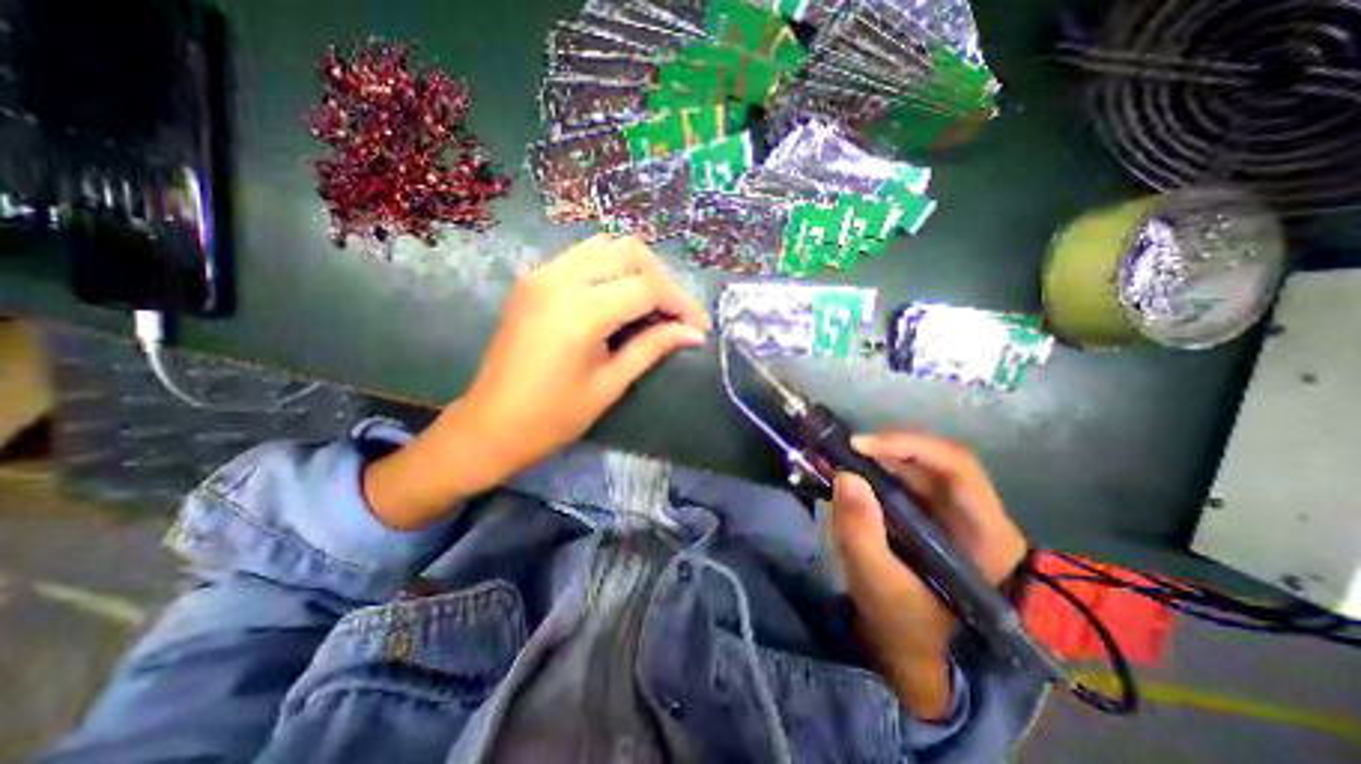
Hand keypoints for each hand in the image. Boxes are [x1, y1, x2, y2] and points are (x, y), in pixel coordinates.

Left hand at [361, 235, 711, 528]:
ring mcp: (542, 272)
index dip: (681, 304)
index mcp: (580, 312)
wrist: (491, 423)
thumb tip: (694, 334)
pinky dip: (613, 266)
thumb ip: (653, 348)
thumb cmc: (553, 416)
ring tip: (655, 303)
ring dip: (640, 269)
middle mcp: (560, 279)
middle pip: (631, 253)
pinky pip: (584, 255)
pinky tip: (622, 294)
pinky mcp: (534, 277)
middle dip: (664, 281)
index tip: (699, 327)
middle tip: (678, 315)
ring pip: (607, 246)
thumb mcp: (610, 384)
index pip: (648, 288)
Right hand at [831, 433, 1032, 717]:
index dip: (909, 446)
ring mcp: (951, 514)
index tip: (860, 446)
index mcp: (985, 535)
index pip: (957, 467)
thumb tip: (845, 476)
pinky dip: (874, 475)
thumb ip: (861, 531)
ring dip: (876, 460)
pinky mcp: (929, 516)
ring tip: (838, 461)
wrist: (911, 652)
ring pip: (916, 470)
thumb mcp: (878, 584)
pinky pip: (903, 483)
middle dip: (885, 451)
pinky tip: (848, 478)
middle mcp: (974, 515)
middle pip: (934, 462)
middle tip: (841, 452)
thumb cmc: (903, 626)